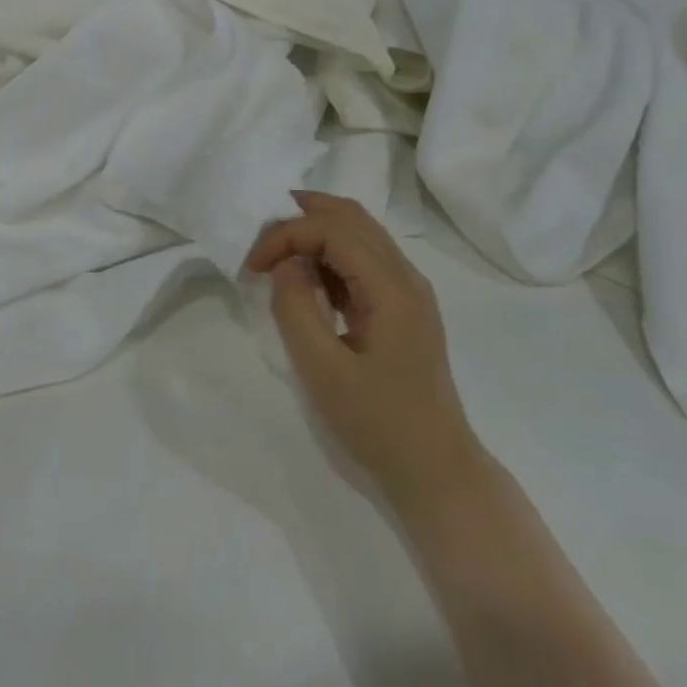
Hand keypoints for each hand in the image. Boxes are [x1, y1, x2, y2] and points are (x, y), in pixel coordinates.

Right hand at [246, 193, 480, 509]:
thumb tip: (285, 265)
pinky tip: (307, 281)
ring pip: (360, 234)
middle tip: (259, 236)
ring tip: (276, 254)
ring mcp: (409, 292)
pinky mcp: (403, 309)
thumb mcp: (322, 369)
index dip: (286, 235)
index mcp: (392, 287)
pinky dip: (330, 256)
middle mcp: (406, 277)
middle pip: (352, 217)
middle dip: (301, 216)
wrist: (435, 469)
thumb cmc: (377, 422)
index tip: (252, 266)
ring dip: (316, 233)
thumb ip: (295, 308)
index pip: (333, 229)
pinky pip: (365, 262)